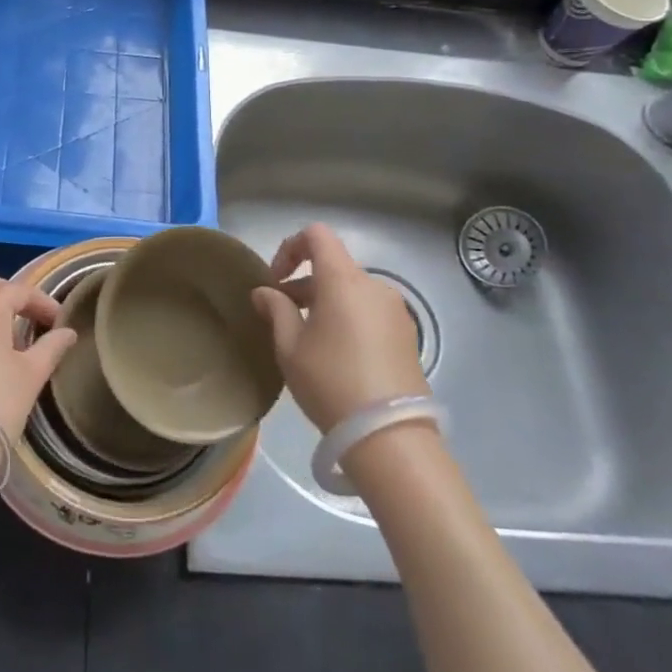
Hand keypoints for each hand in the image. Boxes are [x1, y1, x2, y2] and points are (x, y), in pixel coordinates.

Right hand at [251, 223, 428, 431]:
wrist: (390, 437)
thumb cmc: (331, 382)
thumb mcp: (290, 347)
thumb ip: (276, 310)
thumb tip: (264, 292)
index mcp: (343, 280)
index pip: (317, 235)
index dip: (290, 247)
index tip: (275, 279)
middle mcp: (374, 285)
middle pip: (333, 266)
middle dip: (304, 283)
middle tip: (282, 316)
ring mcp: (395, 311)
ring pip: (352, 291)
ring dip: (325, 302)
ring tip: (307, 339)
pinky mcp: (407, 336)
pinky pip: (369, 311)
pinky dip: (348, 318)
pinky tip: (336, 355)